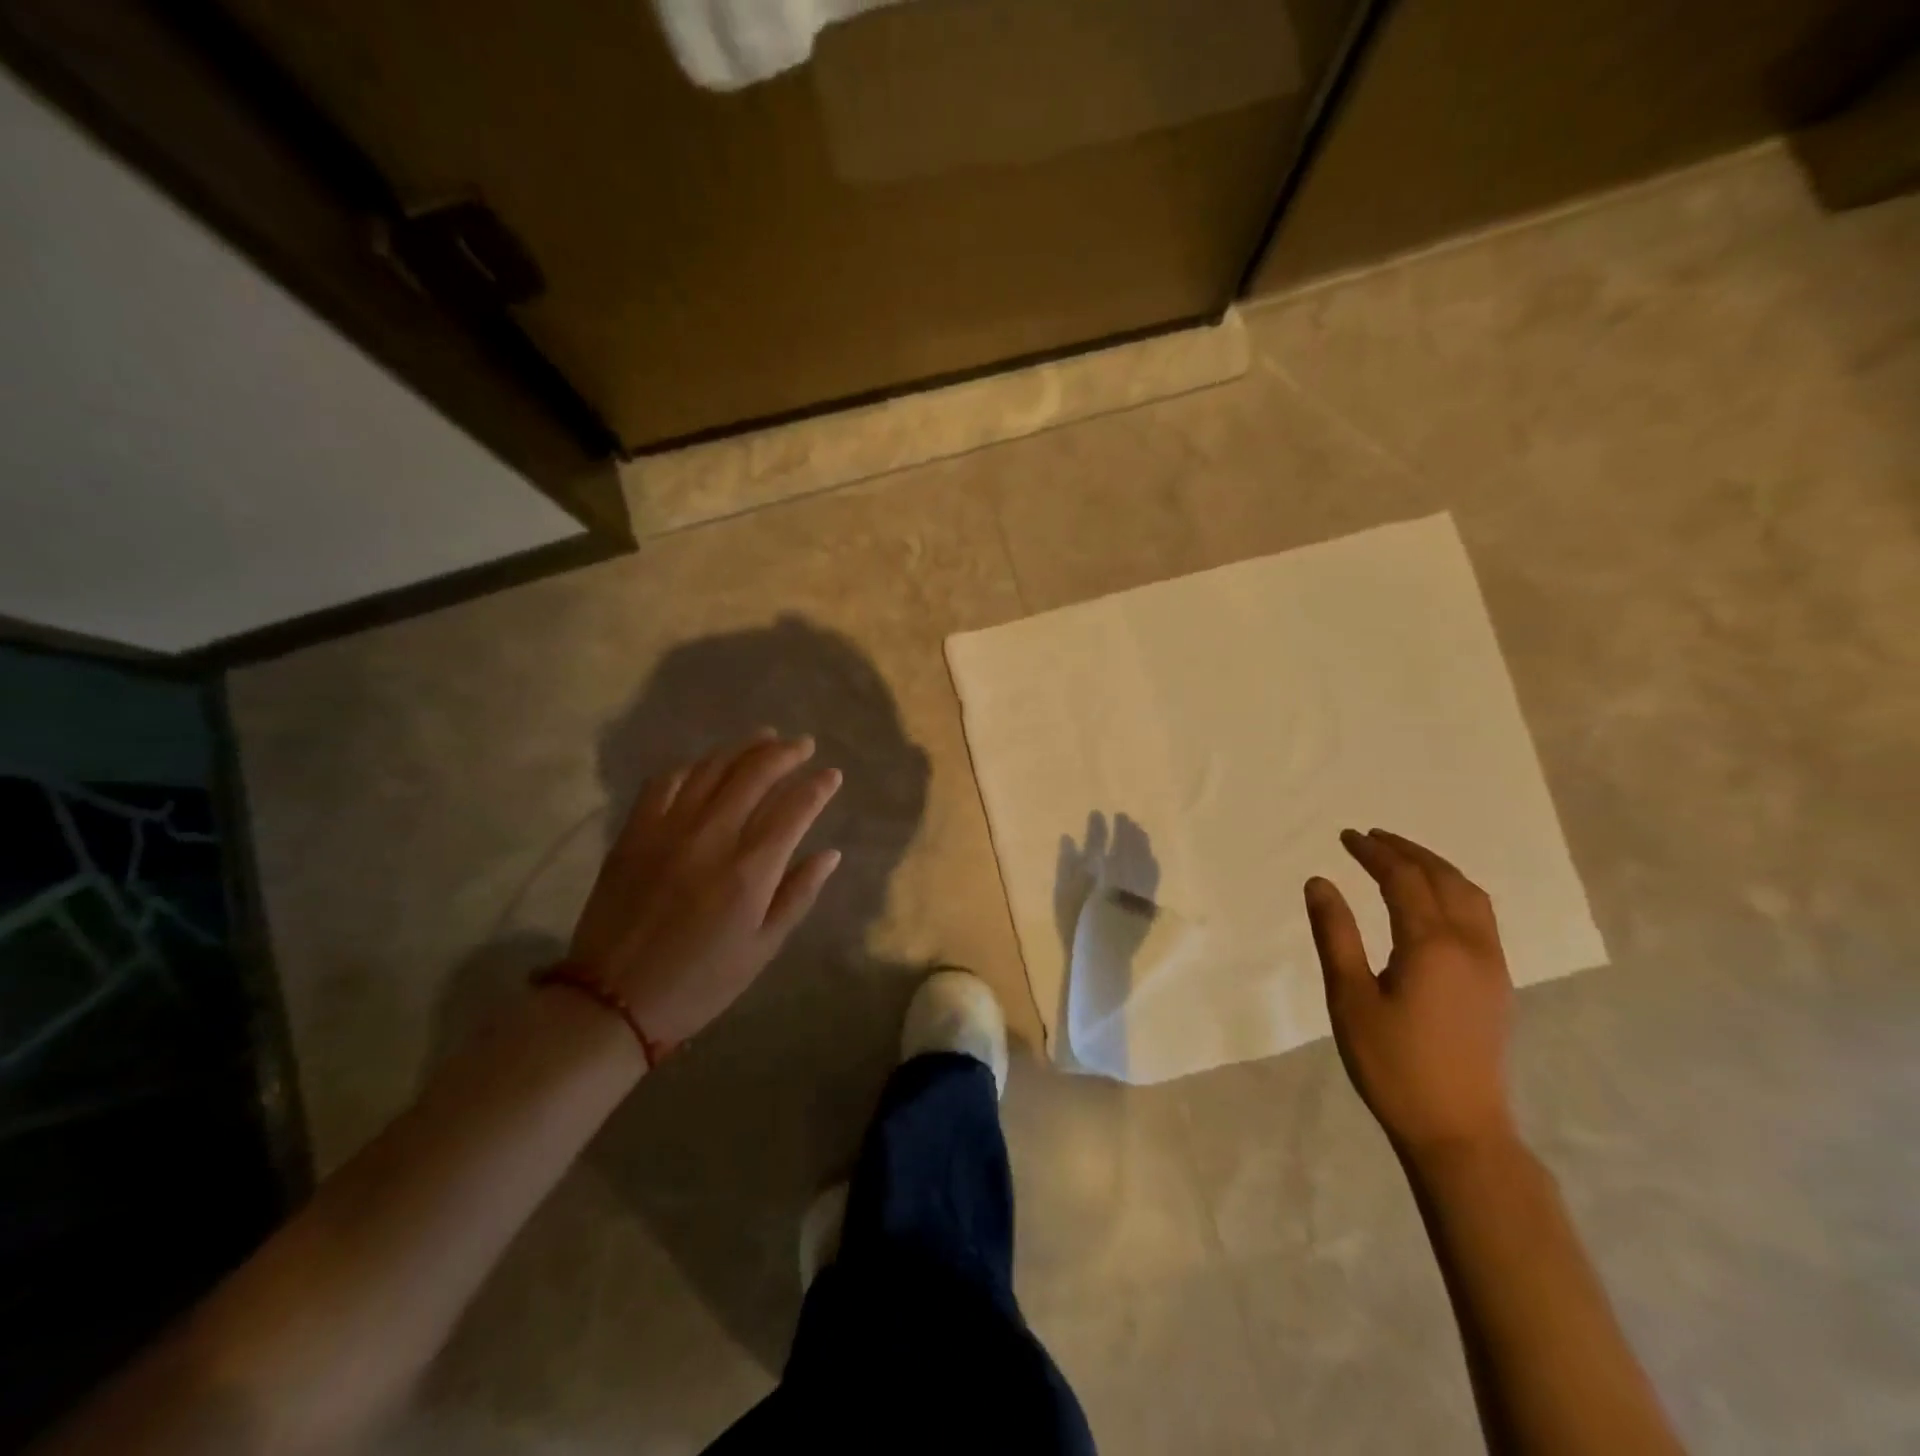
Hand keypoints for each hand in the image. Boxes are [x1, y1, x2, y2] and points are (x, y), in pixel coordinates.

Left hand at [569, 731, 842, 1046]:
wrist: (613, 1000)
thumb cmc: (701, 981)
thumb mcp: (763, 948)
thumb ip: (799, 894)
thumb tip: (830, 853)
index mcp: (750, 869)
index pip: (795, 808)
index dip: (818, 787)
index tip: (832, 775)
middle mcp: (712, 836)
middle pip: (755, 774)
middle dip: (785, 753)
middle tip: (803, 745)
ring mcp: (668, 829)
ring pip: (712, 768)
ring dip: (743, 748)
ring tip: (764, 738)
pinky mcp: (634, 832)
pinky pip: (665, 782)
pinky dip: (693, 766)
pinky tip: (706, 764)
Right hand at [1304, 829, 1515, 1159]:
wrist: (1458, 1129)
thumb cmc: (1393, 1064)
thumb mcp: (1349, 998)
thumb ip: (1336, 935)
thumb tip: (1320, 882)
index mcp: (1432, 945)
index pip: (1403, 879)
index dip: (1374, 853)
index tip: (1346, 836)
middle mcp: (1471, 945)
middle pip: (1443, 879)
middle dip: (1406, 851)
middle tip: (1370, 838)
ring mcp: (1491, 965)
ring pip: (1471, 896)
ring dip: (1436, 868)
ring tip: (1403, 857)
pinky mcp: (1497, 984)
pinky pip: (1481, 917)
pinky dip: (1455, 891)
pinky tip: (1434, 901)